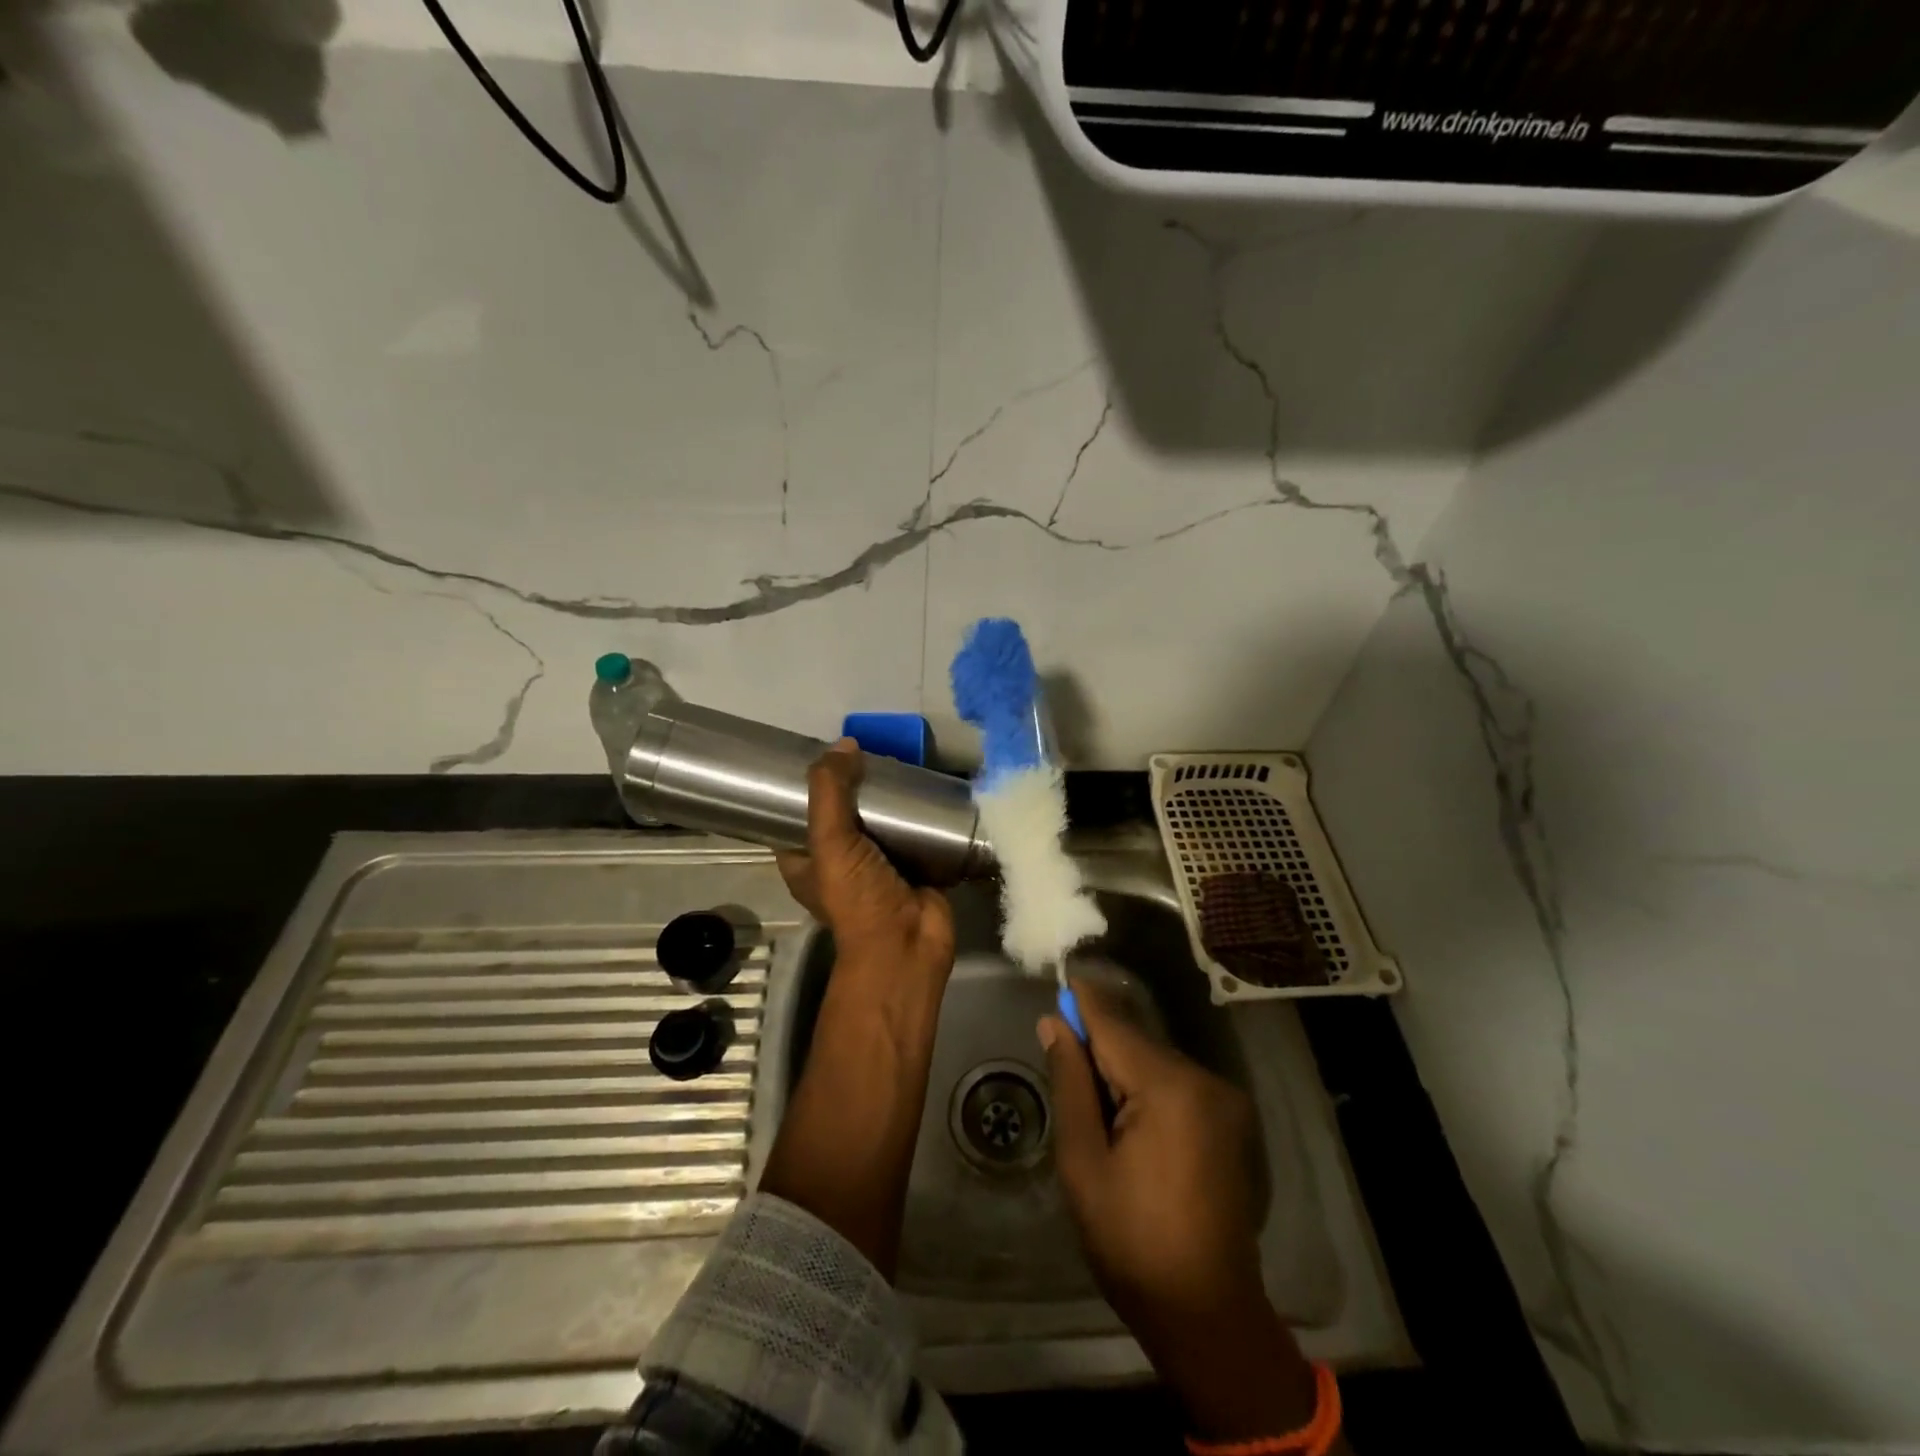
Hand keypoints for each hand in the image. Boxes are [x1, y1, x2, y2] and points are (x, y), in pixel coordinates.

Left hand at [775, 740, 954, 977]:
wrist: (908, 944)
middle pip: (843, 812)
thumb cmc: (857, 897)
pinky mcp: (912, 866)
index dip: (806, 786)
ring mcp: (877, 865)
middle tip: (870, 753)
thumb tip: (844, 743)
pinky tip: (928, 787)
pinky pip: (914, 833)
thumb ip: (830, 790)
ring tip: (901, 763)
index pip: (797, 815)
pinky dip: (919, 814)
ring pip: (880, 821)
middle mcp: (838, 861)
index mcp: (805, 860)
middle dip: (856, 786)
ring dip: (890, 799)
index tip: (823, 754)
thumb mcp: (829, 840)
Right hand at [1037, 983, 1262, 1325]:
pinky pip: (1178, 1084)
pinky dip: (1148, 1087)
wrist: (1207, 1314)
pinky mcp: (1232, 1120)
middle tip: (1063, 1058)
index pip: (1114, 1024)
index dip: (1083, 1000)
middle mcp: (1205, 1080)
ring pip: (1157, 1062)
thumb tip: (1054, 1023)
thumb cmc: (1131, 1241)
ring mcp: (1225, 1100)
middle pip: (1137, 1042)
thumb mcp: (1082, 1161)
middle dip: (1099, 1044)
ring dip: (1123, 1069)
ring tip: (1095, 1107)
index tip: (1060, 976)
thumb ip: (1070, 1082)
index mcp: (1169, 1088)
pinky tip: (1130, 1123)